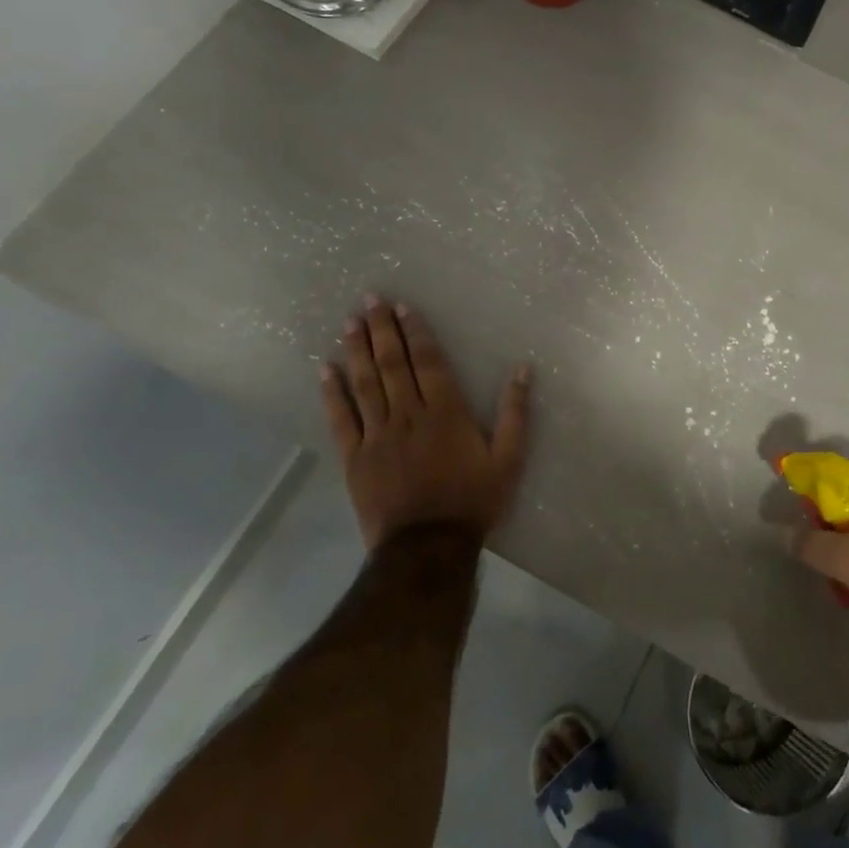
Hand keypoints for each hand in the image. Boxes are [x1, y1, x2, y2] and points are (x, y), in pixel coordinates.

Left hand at [319, 296, 532, 548]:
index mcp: (446, 412)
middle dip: (381, 329)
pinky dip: (332, 393)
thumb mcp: (508, 459)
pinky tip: (325, 369)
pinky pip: (341, 419)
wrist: (427, 548)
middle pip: (392, 364)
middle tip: (369, 299)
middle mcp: (409, 414)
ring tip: (349, 322)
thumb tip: (523, 369)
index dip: (416, 332)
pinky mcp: (355, 457)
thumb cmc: (472, 501)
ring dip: (357, 350)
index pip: (429, 361)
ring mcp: (378, 435)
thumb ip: (515, 412)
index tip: (403, 307)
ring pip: (365, 384)